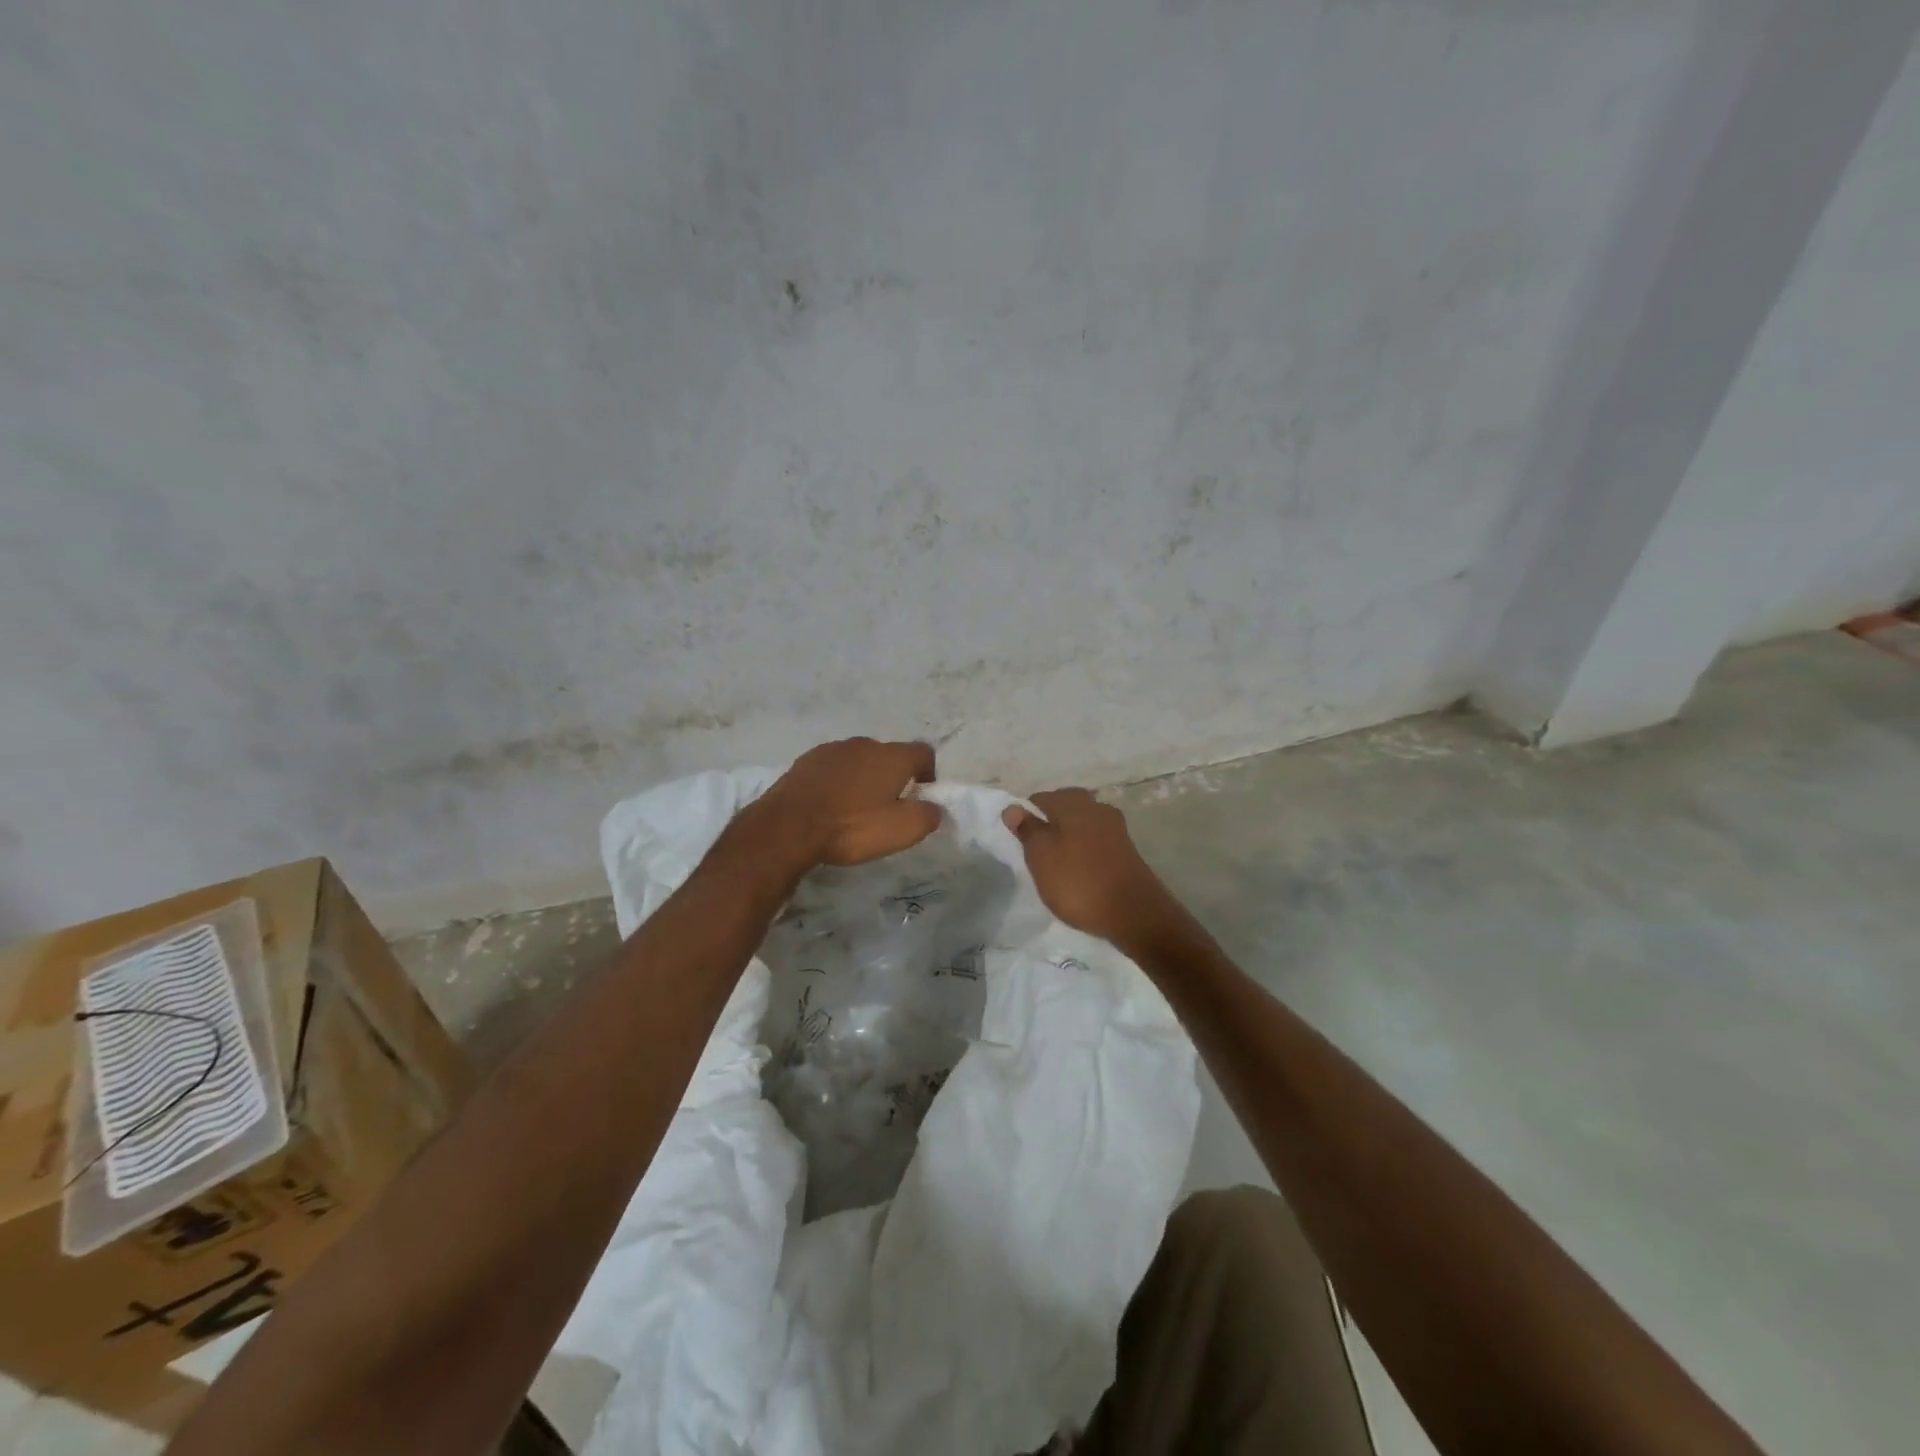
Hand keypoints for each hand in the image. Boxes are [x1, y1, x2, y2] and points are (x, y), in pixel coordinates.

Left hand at [758, 737, 941, 867]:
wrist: (788, 827)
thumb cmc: (852, 827)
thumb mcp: (902, 830)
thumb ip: (928, 815)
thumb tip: (934, 807)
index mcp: (892, 756)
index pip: (923, 752)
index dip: (928, 773)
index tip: (922, 795)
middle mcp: (864, 744)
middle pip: (889, 755)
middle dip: (893, 776)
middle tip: (888, 806)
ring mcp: (831, 750)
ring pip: (858, 760)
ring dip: (863, 778)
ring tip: (856, 808)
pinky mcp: (805, 761)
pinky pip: (832, 768)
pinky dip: (837, 782)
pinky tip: (829, 805)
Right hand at [1002, 788, 1181, 947]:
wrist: (1134, 913)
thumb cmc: (1078, 881)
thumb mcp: (1041, 856)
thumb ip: (1027, 829)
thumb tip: (1012, 807)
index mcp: (1073, 802)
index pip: (1040, 799)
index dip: (1026, 818)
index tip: (1019, 842)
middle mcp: (1097, 808)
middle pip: (1064, 810)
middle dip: (1049, 827)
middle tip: (1036, 855)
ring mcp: (1115, 829)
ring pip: (1082, 827)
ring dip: (1068, 841)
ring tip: (1055, 867)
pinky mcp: (1126, 851)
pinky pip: (1096, 844)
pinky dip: (1084, 854)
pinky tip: (1078, 873)